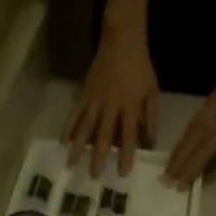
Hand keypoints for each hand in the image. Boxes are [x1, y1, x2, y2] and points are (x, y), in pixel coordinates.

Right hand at [64, 23, 160, 178]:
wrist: (121, 38)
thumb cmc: (140, 67)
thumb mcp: (152, 92)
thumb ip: (151, 119)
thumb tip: (150, 144)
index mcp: (129, 106)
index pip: (128, 136)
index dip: (125, 155)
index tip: (122, 173)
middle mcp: (110, 106)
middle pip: (103, 136)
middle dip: (98, 158)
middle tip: (94, 178)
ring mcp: (95, 99)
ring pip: (84, 127)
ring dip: (78, 148)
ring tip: (71, 165)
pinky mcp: (85, 93)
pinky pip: (75, 113)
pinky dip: (68, 128)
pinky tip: (63, 142)